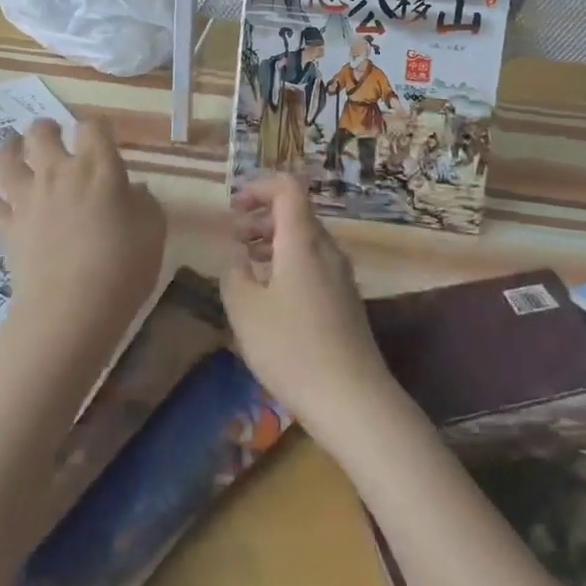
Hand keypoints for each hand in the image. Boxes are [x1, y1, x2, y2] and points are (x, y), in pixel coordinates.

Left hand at [0, 118, 165, 397]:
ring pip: (6, 159)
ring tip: (14, 146)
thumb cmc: (123, 267)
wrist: (72, 310)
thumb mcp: (153, 230)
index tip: (102, 135)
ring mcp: (26, 199)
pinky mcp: (5, 227)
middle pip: (41, 134)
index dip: (97, 127)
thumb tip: (132, 190)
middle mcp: (58, 173)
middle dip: (47, 128)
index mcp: (98, 168)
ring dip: (10, 147)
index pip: (93, 127)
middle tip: (53, 133)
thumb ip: (143, 202)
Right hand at [222, 174, 398, 445]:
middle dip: (261, 216)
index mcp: (303, 240)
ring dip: (273, 241)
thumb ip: (234, 271)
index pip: (288, 187)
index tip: (233, 207)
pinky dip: (287, 263)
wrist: (352, 399)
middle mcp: (327, 248)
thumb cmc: (291, 348)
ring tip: (245, 265)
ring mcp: (340, 274)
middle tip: (233, 237)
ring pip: (304, 239)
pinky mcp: (345, 299)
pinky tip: (270, 295)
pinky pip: (313, 263)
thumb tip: (237, 254)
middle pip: (296, 212)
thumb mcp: (244, 309)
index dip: (258, 186)